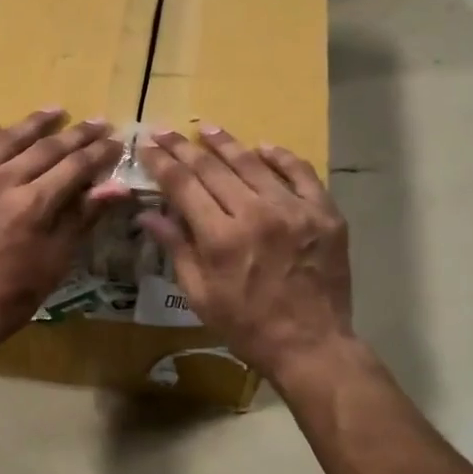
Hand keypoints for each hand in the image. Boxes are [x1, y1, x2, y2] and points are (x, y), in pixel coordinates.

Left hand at [0, 110, 124, 362]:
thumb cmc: (11, 296)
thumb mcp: (55, 262)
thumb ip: (82, 218)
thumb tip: (117, 186)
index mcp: (32, 204)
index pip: (74, 166)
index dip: (98, 152)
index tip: (115, 140)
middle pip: (44, 148)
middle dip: (76, 135)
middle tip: (96, 122)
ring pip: (3, 140)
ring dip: (31, 124)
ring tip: (54, 111)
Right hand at [136, 128, 354, 387]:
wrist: (311, 345)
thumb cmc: (246, 326)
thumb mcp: (200, 295)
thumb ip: (176, 248)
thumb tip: (148, 214)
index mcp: (221, 238)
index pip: (184, 186)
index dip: (162, 163)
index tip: (147, 146)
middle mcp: (256, 214)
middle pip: (213, 168)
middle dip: (184, 148)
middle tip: (165, 131)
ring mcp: (294, 211)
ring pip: (253, 164)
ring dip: (226, 143)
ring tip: (207, 128)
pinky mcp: (324, 214)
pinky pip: (301, 174)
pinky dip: (280, 158)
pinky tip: (263, 148)